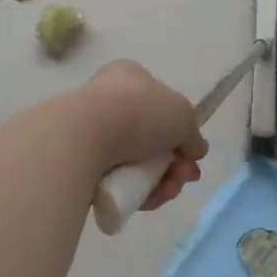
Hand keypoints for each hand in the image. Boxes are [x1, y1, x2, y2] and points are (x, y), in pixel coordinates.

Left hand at [76, 60, 207, 209]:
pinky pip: (118, 181)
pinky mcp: (81, 164)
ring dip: (161, 181)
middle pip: (152, 138)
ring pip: (137, 164)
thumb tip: (195, 150)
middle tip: (185, 177)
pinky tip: (149, 199)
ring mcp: (92, 133)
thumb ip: (193, 134)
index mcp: (129, 77)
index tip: (192, 153)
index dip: (180, 130)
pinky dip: (138, 192)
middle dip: (174, 163)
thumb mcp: (183, 115)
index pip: (161, 103)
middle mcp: (109, 101)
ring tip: (168, 190)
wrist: (86, 137)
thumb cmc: (140, 112)